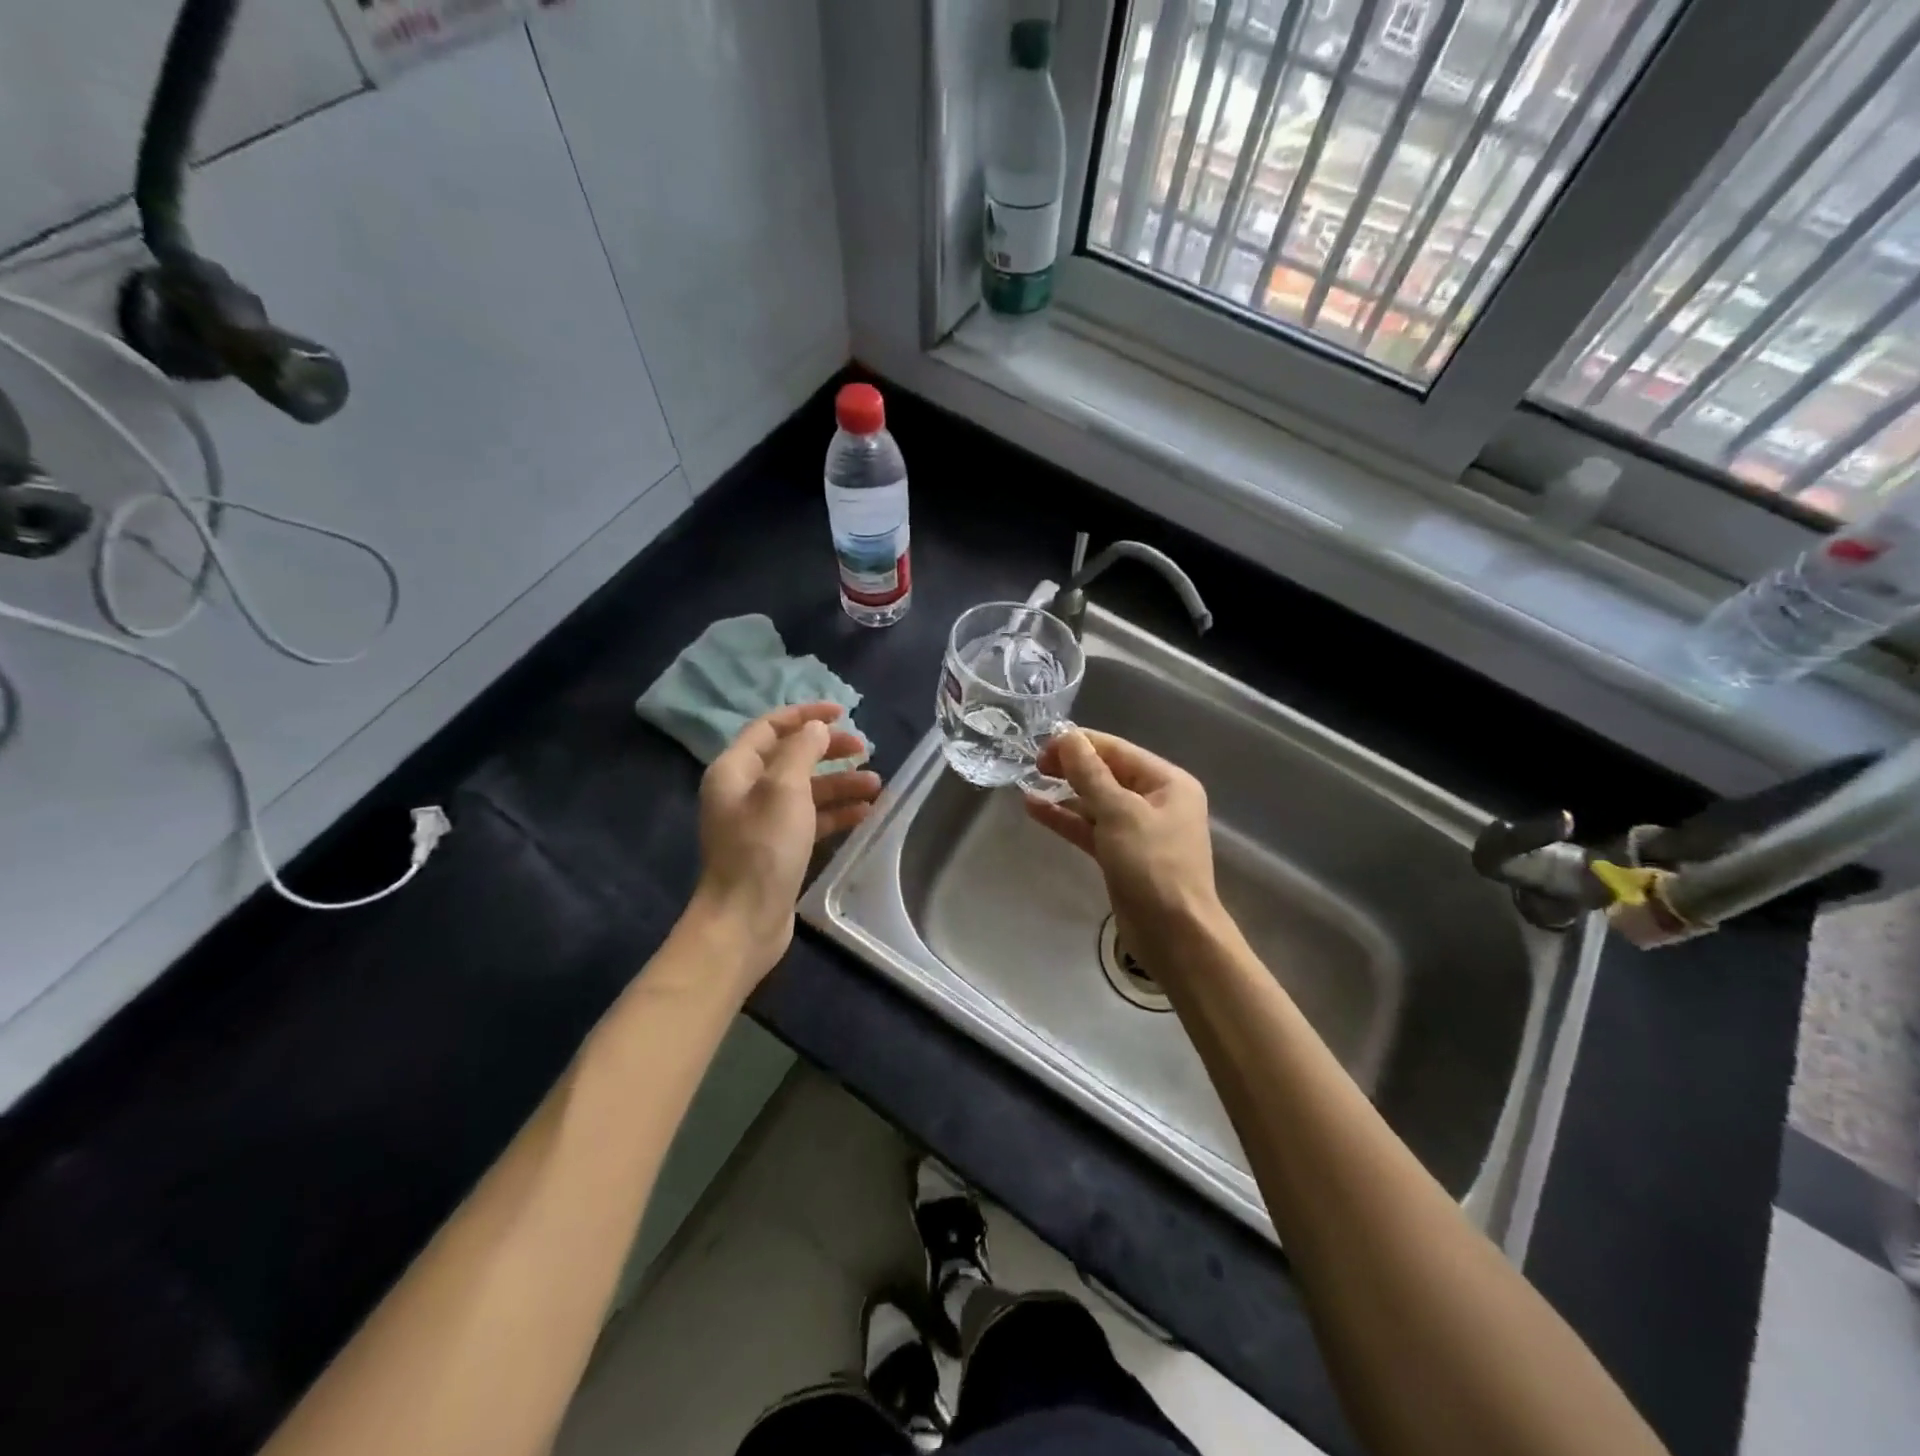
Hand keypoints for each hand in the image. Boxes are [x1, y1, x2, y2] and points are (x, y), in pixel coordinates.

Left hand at [693, 703, 880, 978]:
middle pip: (791, 757)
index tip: (843, 711)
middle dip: (829, 750)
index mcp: (735, 769)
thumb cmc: (762, 848)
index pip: (771, 727)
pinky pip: (810, 819)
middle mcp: (744, 790)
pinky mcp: (777, 848)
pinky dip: (835, 812)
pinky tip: (864, 813)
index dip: (806, 714)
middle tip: (864, 750)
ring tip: (876, 785)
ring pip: (805, 790)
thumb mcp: (784, 789)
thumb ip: (801, 751)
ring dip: (839, 784)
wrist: (744, 920)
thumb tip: (816, 729)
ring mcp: (761, 821)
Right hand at [1024, 730, 1221, 968]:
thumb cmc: (1152, 865)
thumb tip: (1067, 737)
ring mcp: (1139, 829)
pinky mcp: (1122, 854)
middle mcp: (1156, 800)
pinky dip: (1066, 818)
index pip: (1118, 750)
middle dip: (1071, 767)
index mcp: (1168, 782)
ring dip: (1065, 793)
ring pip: (1096, 801)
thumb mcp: (1119, 813)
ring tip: (1028, 783)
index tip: (1042, 746)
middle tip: (1034, 765)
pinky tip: (1035, 808)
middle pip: (1107, 773)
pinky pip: (1091, 827)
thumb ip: (1091, 774)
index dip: (1080, 744)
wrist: (1173, 933)